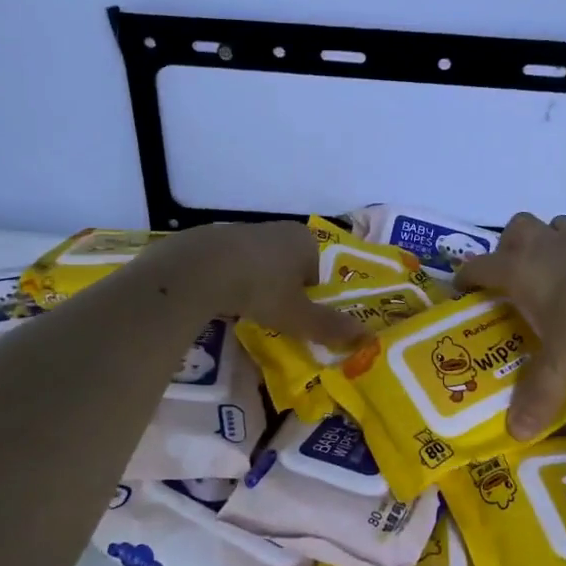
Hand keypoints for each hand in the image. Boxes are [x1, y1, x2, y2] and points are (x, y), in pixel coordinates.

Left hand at [155, 222, 369, 347]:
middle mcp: (278, 229)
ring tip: (247, 311)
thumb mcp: (297, 315)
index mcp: (305, 240)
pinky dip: (232, 281)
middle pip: (290, 267)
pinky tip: (223, 300)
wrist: (200, 268)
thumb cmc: (260, 288)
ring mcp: (245, 231)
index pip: (319, 271)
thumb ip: (328, 325)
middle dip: (285, 291)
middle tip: (276, 318)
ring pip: (261, 265)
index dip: (312, 297)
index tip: (299, 318)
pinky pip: (233, 265)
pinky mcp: (215, 240)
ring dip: (258, 286)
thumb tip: (365, 336)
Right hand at [456, 213, 565, 438]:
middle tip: (512, 276)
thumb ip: (539, 394)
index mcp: (519, 270)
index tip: (462, 291)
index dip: (467, 278)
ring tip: (550, 274)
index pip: (480, 267)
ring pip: (554, 226)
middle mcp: (545, 249)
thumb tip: (517, 433)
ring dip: (547, 243)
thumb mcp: (561, 361)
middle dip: (509, 246)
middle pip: (517, 229)